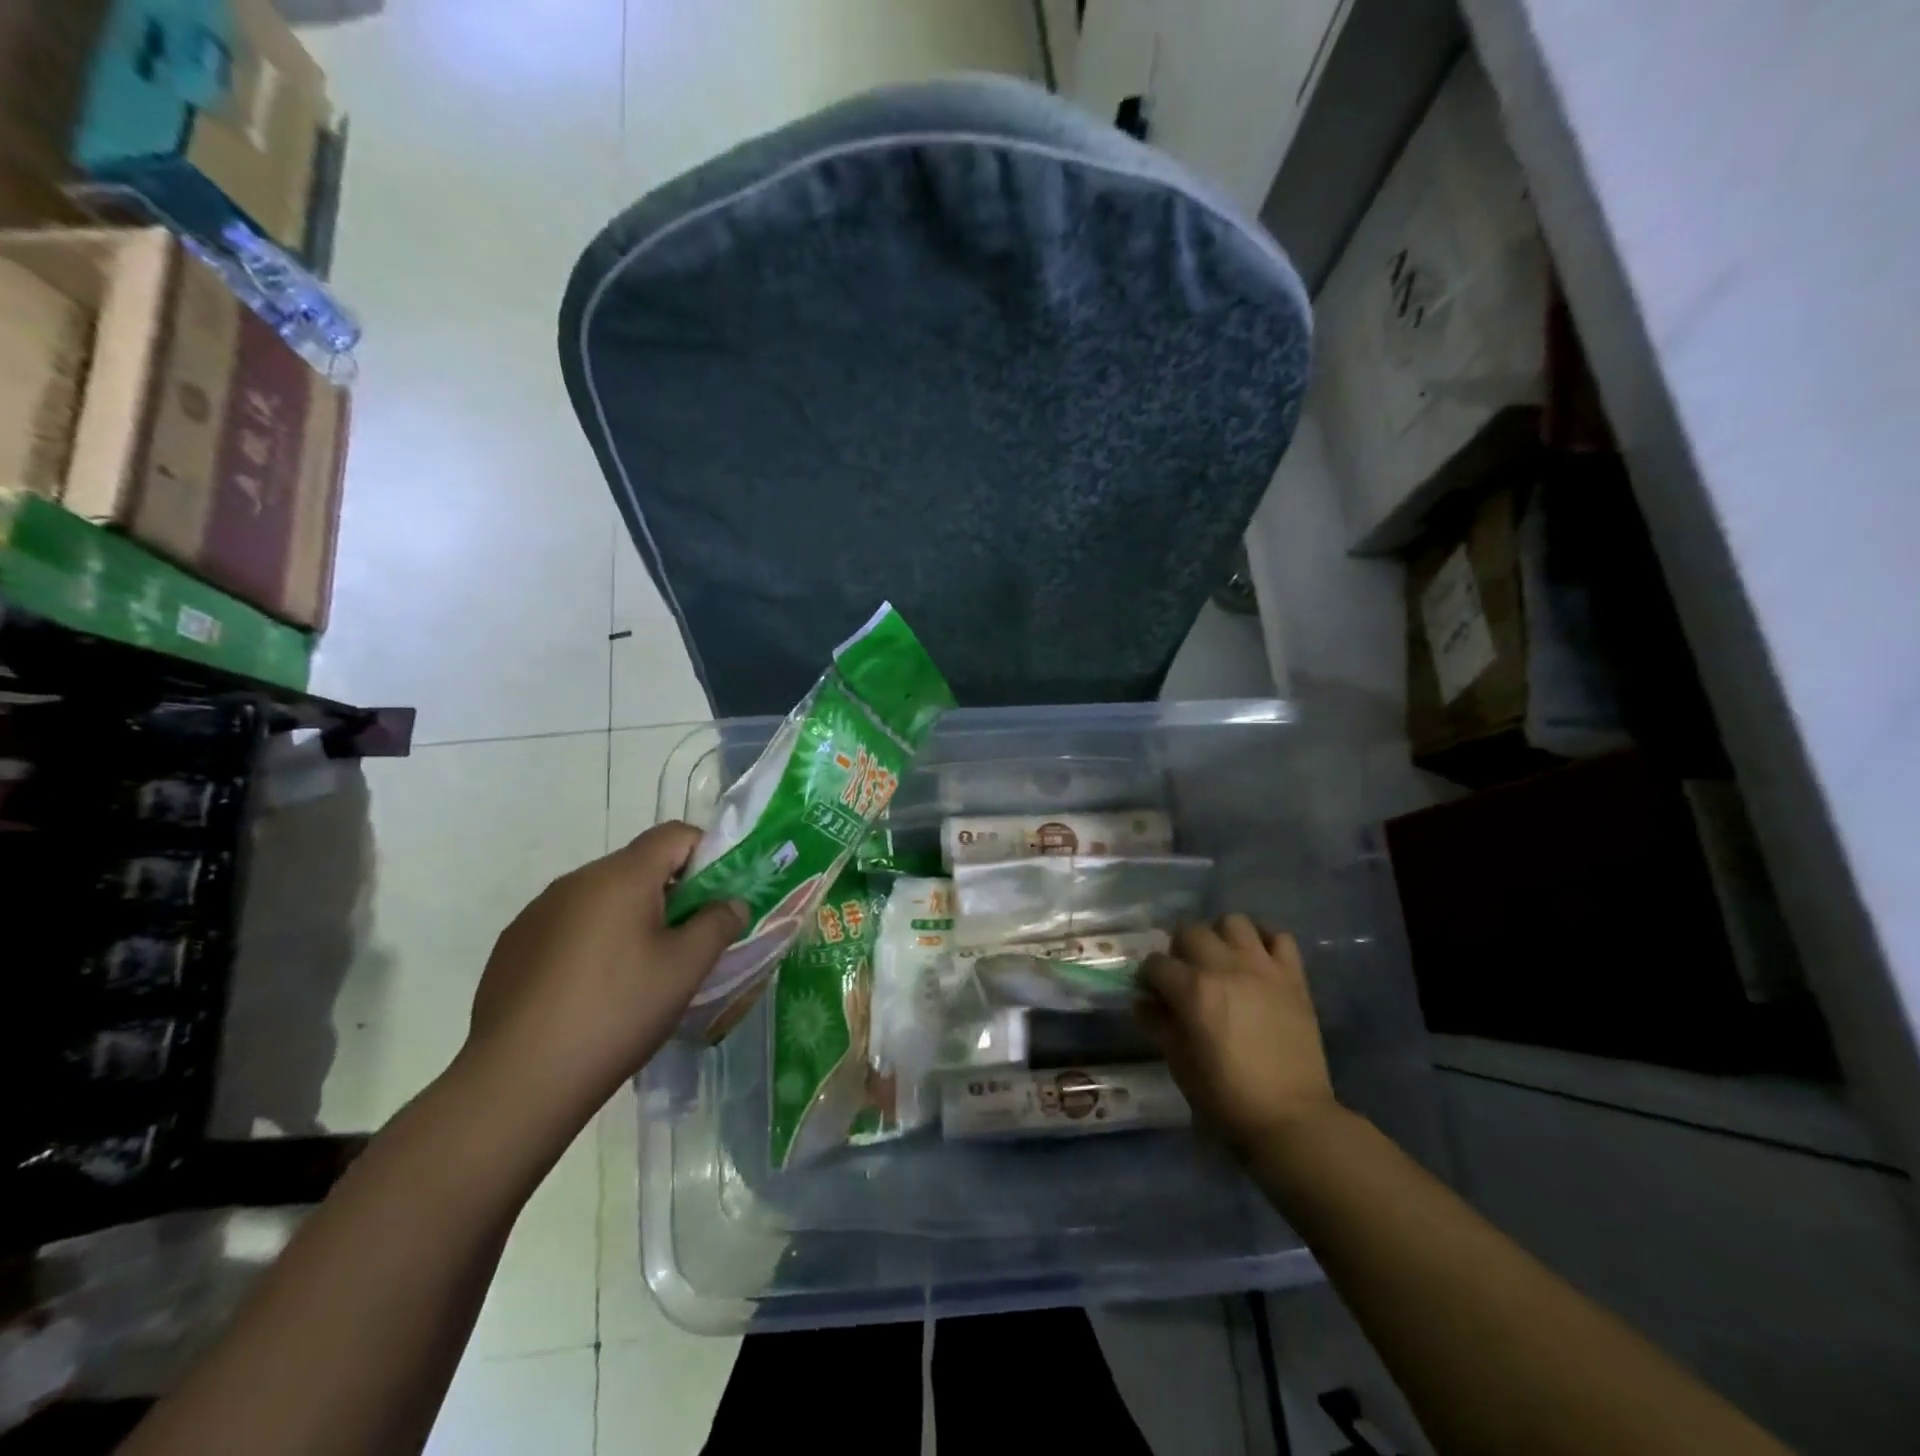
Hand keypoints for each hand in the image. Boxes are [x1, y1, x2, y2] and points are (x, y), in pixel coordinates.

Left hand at [463, 822, 744, 1127]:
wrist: (517, 1081)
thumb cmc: (617, 1013)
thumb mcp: (686, 969)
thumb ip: (718, 924)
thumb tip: (732, 903)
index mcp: (621, 876)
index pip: (675, 834)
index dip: (706, 854)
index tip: (716, 898)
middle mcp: (575, 880)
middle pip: (638, 865)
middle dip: (670, 892)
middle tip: (686, 942)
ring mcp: (537, 912)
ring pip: (602, 897)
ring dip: (629, 917)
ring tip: (638, 972)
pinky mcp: (513, 946)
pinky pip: (568, 925)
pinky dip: (592, 941)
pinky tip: (591, 991)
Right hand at [1138, 915, 1337, 1152]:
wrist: (1292, 1118)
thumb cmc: (1227, 1097)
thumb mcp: (1180, 1064)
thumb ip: (1158, 1025)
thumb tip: (1143, 1002)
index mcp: (1193, 990)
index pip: (1156, 963)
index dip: (1148, 978)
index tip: (1152, 993)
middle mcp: (1225, 967)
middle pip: (1190, 931)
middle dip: (1179, 949)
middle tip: (1184, 973)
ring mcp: (1263, 968)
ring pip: (1233, 922)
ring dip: (1220, 936)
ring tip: (1221, 959)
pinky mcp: (1293, 977)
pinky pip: (1279, 937)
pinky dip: (1264, 941)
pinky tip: (1257, 959)